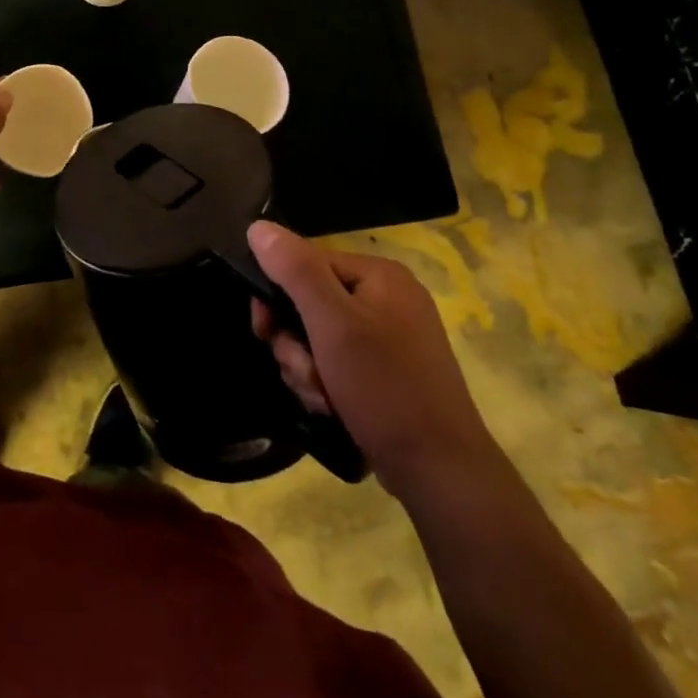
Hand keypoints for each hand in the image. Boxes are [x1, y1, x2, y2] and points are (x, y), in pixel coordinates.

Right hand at [248, 221, 495, 492]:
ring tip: (321, 397)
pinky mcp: (389, 372)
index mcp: (379, 274)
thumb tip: (258, 226)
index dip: (277, 295)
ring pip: (319, 338)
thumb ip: (294, 270)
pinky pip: (338, 363)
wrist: (439, 470)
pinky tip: (332, 407)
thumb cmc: (384, 386)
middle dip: (295, 342)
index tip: (263, 330)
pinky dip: (327, 384)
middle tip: (303, 372)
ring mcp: (391, 337)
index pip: (306, 263)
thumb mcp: (332, 323)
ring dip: (307, 368)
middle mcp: (388, 298)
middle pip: (310, 303)